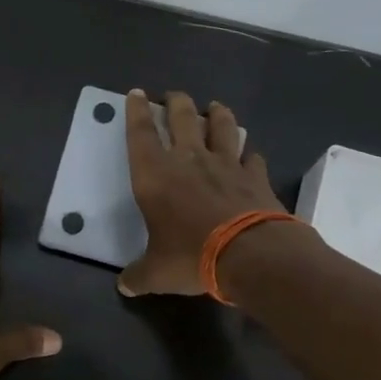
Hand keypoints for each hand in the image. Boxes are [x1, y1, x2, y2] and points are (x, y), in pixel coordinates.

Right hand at [119, 89, 285, 296]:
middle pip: (183, 118)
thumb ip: (139, 275)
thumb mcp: (157, 273)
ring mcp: (226, 164)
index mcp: (156, 175)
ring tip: (215, 107)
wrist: (251, 255)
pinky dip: (249, 153)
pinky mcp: (255, 176)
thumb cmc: (192, 256)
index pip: (141, 134)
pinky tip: (250, 155)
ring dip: (218, 114)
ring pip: (222, 127)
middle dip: (176, 102)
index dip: (136, 111)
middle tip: (174, 95)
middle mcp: (189, 160)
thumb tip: (125, 286)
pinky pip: (252, 156)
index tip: (136, 93)